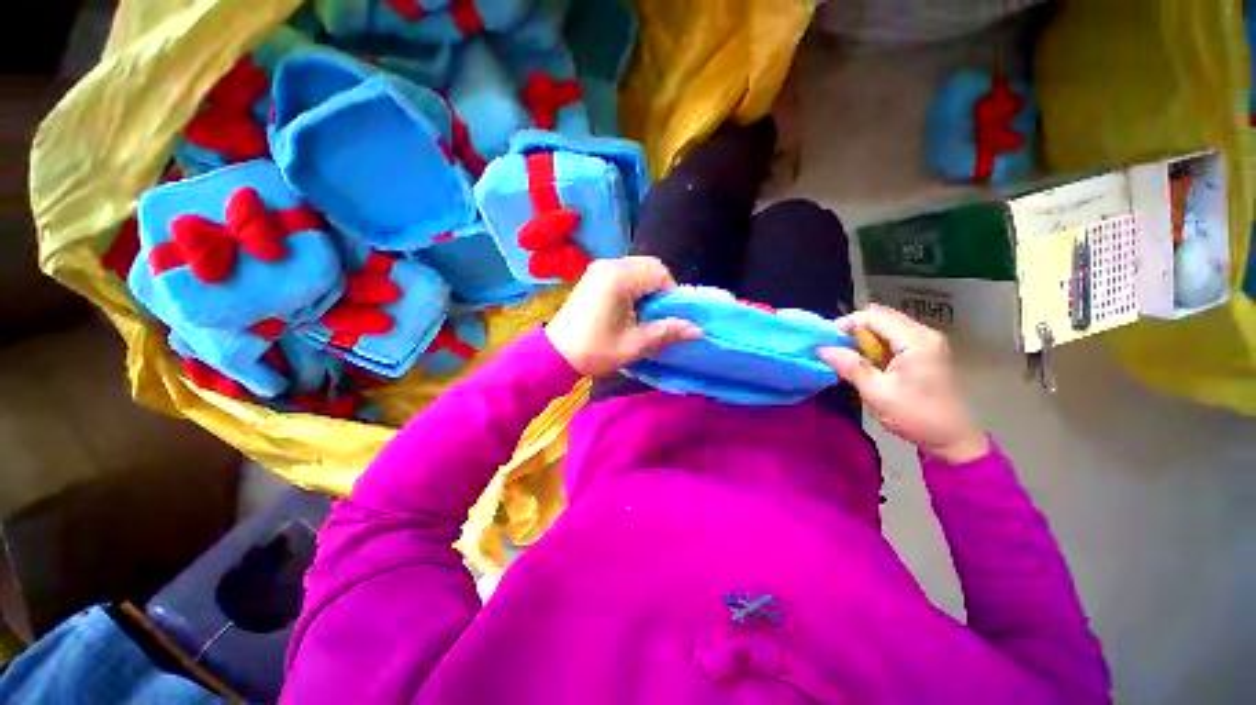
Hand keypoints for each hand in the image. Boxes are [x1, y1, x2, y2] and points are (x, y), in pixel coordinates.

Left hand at [546, 257, 701, 376]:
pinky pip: (623, 273)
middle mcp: (609, 265)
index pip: (660, 273)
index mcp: (619, 278)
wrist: (555, 355)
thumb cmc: (595, 350)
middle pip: (650, 266)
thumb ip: (667, 332)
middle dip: (660, 289)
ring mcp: (599, 268)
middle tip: (657, 315)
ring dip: (647, 288)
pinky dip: (634, 286)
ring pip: (637, 268)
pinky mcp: (593, 276)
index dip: (671, 294)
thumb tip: (698, 330)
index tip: (668, 317)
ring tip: (643, 314)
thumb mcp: (635, 344)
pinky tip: (629, 308)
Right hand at [817, 305, 988, 463]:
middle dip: (853, 330)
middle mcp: (923, 334)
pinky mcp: (925, 352)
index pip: (873, 316)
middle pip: (880, 317)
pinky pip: (893, 338)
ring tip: (845, 355)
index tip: (826, 341)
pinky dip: (875, 345)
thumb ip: (849, 365)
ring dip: (863, 338)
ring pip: (886, 327)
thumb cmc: (915, 415)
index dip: (846, 324)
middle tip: (833, 348)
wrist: (951, 439)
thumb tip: (821, 348)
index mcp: (915, 340)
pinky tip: (864, 361)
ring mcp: (926, 342)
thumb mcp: (876, 391)